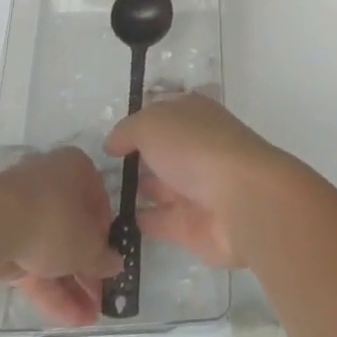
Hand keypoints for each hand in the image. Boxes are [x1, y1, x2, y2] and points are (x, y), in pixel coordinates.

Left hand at [0, 147, 122, 325]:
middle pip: (76, 230)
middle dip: (89, 268)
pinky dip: (52, 291)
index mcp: (77, 170)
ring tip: (91, 318)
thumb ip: (103, 257)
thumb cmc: (54, 219)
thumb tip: (115, 263)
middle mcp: (53, 185)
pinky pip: (36, 266)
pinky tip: (71, 319)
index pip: (99, 202)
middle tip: (103, 297)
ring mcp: (27, 215)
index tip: (112, 261)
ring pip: (55, 252)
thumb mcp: (89, 244)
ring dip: (73, 285)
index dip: (107, 234)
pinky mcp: (8, 243)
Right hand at [104, 94, 301, 267]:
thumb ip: (128, 131)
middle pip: (161, 149)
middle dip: (136, 156)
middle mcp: (195, 146)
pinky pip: (159, 220)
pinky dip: (140, 221)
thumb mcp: (152, 123)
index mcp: (192, 113)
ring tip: (99, 197)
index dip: (137, 120)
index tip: (109, 136)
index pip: (161, 111)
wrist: (239, 200)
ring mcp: (195, 186)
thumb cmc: (195, 147)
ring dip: (137, 188)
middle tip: (98, 170)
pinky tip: (112, 224)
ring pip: (160, 184)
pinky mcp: (192, 225)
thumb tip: (113, 144)